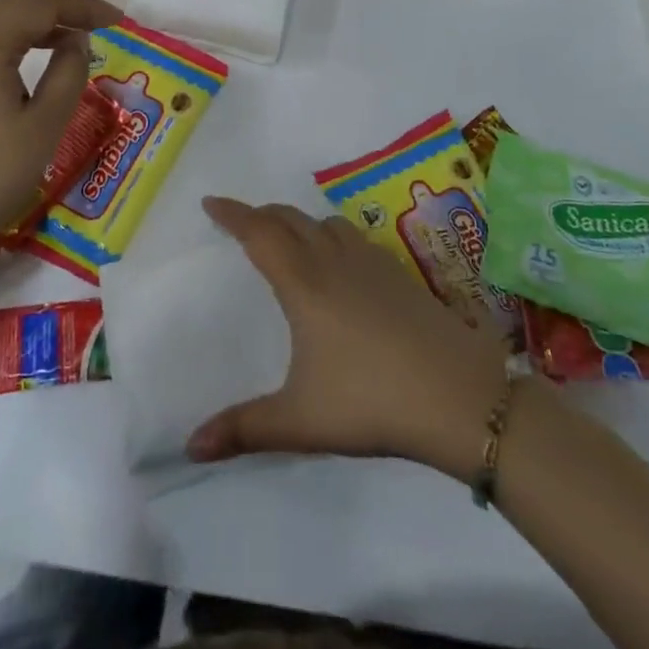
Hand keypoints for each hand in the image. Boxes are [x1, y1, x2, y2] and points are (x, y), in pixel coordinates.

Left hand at [0, 0, 120, 271]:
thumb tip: (75, 41)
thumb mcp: (43, 127)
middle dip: (55, 10)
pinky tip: (18, 75)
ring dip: (28, 28)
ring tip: (62, 45)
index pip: (40, 4)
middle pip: (9, 7)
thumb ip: (68, 74)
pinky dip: (3, 48)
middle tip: (93, 26)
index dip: (82, 6)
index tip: (117, 19)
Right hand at [186, 196, 518, 481]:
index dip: (232, 214)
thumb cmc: (371, 400)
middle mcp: (334, 260)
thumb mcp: (300, 422)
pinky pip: (354, 237)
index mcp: (303, 283)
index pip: (259, 233)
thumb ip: (244, 429)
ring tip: (291, 241)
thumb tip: (190, 447)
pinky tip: (342, 266)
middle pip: (290, 219)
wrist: (457, 392)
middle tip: (243, 223)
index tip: (211, 202)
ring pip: (326, 223)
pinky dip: (333, 236)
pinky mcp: (400, 273)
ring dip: (301, 222)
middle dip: (262, 214)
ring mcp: (371, 262)